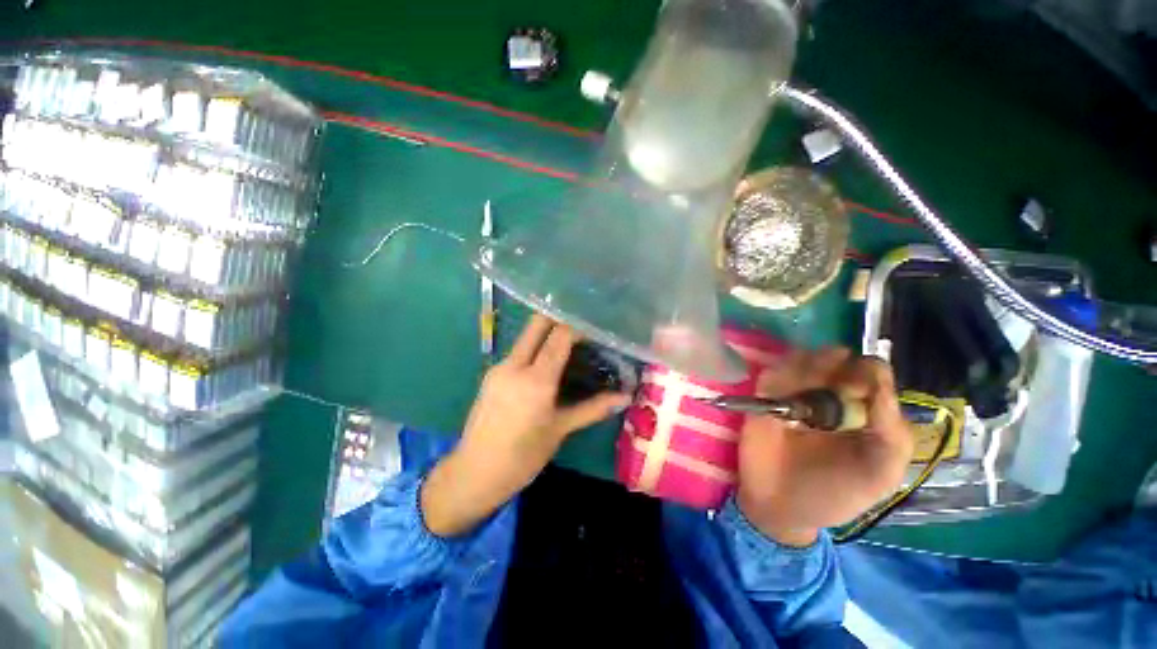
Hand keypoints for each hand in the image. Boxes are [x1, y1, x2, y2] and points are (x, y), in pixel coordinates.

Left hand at [421, 315, 630, 536]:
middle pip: (536, 324)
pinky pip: (517, 353)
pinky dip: (534, 350)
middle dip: (558, 318)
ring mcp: (499, 368)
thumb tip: (624, 397)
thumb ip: (593, 408)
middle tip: (580, 328)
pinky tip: (546, 365)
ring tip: (568, 347)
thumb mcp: (560, 430)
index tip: (594, 328)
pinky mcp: (491, 375)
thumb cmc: (523, 456)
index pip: (559, 337)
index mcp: (535, 380)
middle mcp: (514, 365)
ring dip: (546, 335)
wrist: (474, 474)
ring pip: (525, 337)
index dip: (577, 327)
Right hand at [735, 348, 913, 545]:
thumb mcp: (879, 476)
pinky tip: (781, 395)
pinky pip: (773, 373)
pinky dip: (779, 374)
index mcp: (865, 411)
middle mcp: (831, 395)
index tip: (857, 393)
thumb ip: (892, 436)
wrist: (779, 505)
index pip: (873, 373)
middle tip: (828, 391)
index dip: (869, 374)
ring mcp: (795, 394)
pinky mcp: (766, 397)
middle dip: (834, 364)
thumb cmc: (834, 494)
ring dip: (805, 366)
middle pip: (836, 359)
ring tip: (803, 396)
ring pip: (803, 359)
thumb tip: (881, 388)